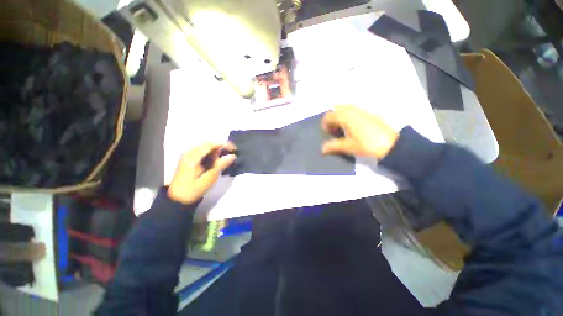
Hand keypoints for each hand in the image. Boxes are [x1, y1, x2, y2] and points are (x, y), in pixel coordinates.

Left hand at [168, 143, 236, 204]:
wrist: (177, 199)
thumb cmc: (194, 190)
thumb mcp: (209, 178)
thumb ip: (221, 165)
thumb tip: (233, 156)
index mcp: (192, 157)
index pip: (210, 144)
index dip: (224, 144)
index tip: (234, 149)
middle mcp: (188, 153)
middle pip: (207, 144)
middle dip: (220, 148)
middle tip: (228, 157)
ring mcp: (187, 155)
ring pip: (205, 147)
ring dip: (215, 152)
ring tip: (220, 162)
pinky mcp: (187, 159)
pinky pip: (201, 151)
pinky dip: (209, 155)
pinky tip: (213, 162)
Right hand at [322, 105, 398, 159]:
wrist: (391, 144)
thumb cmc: (366, 144)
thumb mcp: (348, 146)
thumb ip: (334, 146)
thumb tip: (323, 149)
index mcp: (345, 117)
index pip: (329, 115)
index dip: (325, 124)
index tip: (327, 133)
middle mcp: (352, 110)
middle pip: (336, 108)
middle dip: (332, 118)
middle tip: (334, 129)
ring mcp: (361, 110)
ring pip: (345, 108)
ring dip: (340, 116)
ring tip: (342, 129)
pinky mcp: (368, 113)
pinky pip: (353, 110)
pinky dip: (348, 116)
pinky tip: (352, 127)